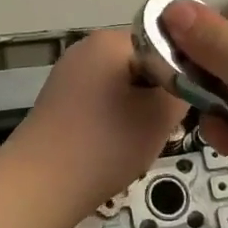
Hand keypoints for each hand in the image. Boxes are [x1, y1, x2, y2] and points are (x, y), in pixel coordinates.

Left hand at [13, 29, 186, 217]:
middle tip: (169, 127)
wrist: (37, 188)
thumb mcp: (161, 116)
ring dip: (138, 109)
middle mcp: (86, 48)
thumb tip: (188, 80)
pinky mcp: (59, 101)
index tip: (189, 104)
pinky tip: (117, 147)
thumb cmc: (105, 144)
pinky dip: (115, 120)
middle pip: (142, 64)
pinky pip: (101, 101)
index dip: (181, 73)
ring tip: (143, 140)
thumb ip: (183, 89)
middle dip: (158, 93)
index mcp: (109, 40)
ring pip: (123, 85)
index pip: (164, 43)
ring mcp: (68, 74)